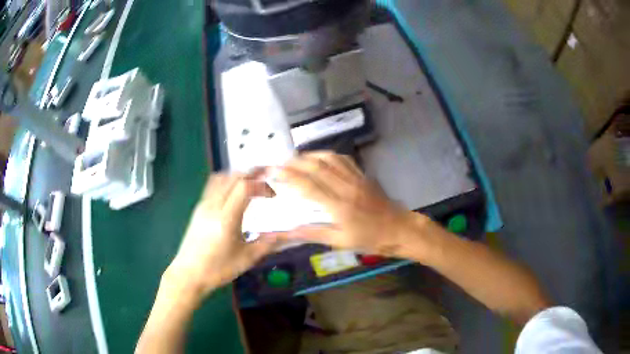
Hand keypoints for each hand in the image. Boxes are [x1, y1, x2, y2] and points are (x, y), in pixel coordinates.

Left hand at [163, 172, 278, 305]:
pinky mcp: (198, 208)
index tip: (272, 195)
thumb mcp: (246, 259)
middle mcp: (213, 206)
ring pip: (221, 178)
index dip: (261, 185)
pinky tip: (234, 192)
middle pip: (233, 177)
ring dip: (238, 175)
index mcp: (226, 219)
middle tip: (267, 178)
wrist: (188, 274)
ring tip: (252, 182)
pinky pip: (213, 185)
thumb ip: (267, 243)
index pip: (244, 187)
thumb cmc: (218, 269)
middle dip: (252, 173)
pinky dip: (227, 181)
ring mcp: (203, 205)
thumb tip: (286, 234)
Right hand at [271, 151, 420, 256]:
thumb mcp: (341, 242)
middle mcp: (346, 187)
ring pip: (329, 158)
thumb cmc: (370, 239)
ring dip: (309, 156)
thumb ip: (313, 233)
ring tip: (295, 159)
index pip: (308, 186)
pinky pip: (343, 159)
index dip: (288, 177)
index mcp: (339, 206)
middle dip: (294, 162)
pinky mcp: (363, 175)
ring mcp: (356, 178)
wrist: (399, 229)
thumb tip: (287, 232)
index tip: (272, 173)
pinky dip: (327, 155)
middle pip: (316, 167)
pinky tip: (319, 158)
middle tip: (278, 164)